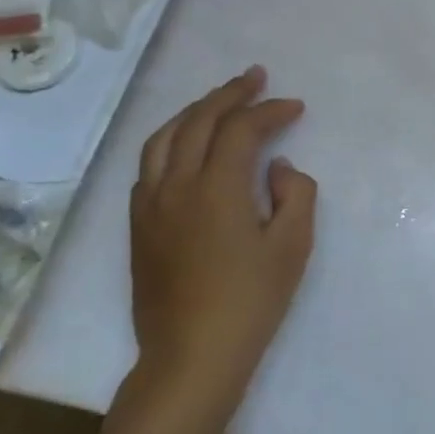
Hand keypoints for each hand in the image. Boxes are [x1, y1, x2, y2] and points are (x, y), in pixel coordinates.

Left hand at [128, 67, 315, 413]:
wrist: (191, 356)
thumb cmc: (251, 301)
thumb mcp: (292, 247)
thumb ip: (296, 195)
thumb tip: (279, 167)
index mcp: (217, 188)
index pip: (241, 130)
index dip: (270, 111)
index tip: (295, 107)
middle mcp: (176, 186)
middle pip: (198, 121)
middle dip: (229, 94)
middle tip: (255, 78)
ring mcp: (150, 205)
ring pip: (164, 138)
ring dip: (195, 111)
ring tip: (219, 101)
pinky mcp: (138, 226)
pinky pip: (149, 165)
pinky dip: (171, 141)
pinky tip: (187, 146)